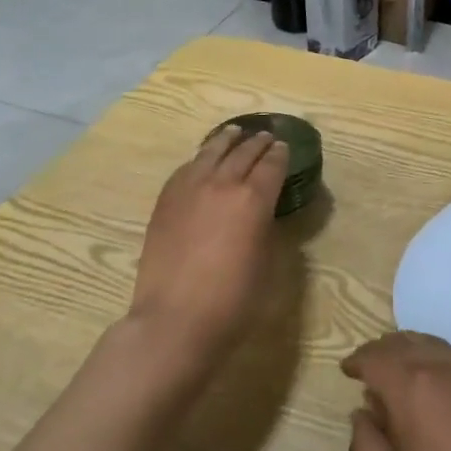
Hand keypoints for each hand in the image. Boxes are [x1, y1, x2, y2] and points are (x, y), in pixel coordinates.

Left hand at [130, 126, 287, 365]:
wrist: (175, 319)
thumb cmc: (233, 300)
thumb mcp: (266, 262)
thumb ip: (266, 228)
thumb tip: (264, 214)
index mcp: (253, 199)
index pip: (271, 165)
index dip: (280, 154)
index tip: (284, 147)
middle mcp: (221, 184)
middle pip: (243, 152)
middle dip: (257, 142)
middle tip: (267, 136)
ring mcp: (189, 190)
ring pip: (210, 152)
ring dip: (226, 140)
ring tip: (234, 132)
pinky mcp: (165, 202)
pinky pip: (186, 169)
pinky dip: (200, 159)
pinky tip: (202, 160)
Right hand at [343, 333, 450, 450]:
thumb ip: (365, 447)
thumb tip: (362, 414)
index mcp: (414, 389)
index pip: (378, 358)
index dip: (358, 360)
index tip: (346, 369)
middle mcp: (448, 374)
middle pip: (410, 343)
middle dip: (384, 349)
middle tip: (368, 364)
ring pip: (439, 349)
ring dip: (413, 351)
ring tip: (398, 370)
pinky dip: (438, 367)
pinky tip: (435, 394)